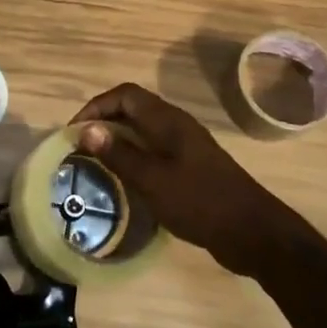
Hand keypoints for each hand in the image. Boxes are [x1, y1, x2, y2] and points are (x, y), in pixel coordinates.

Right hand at [73, 83, 298, 276]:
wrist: (252, 232)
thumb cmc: (199, 201)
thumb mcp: (152, 179)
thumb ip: (119, 154)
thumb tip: (86, 130)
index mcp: (167, 121)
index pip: (125, 95)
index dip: (96, 106)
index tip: (74, 132)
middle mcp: (176, 126)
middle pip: (133, 109)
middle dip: (103, 121)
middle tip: (80, 147)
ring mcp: (185, 146)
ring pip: (143, 131)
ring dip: (117, 140)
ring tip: (95, 162)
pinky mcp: (191, 167)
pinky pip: (154, 150)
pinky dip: (134, 157)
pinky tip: (125, 180)